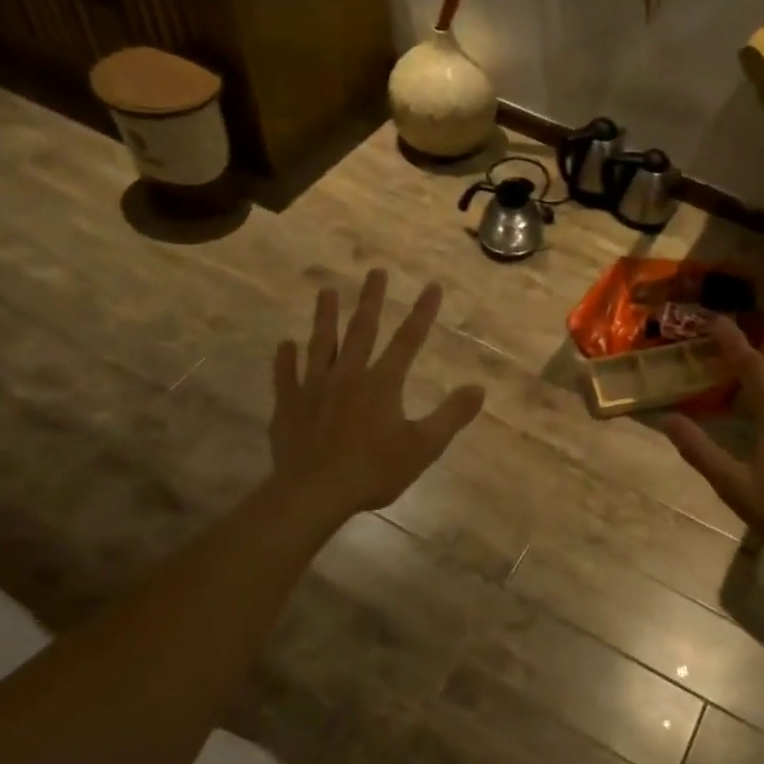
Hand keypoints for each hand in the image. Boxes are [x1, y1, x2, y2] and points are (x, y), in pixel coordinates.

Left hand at [270, 270, 484, 518]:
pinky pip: (286, 376)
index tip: (432, 285)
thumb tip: (478, 388)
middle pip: (362, 330)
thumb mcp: (424, 446)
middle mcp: (348, 375)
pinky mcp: (289, 406)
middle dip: (372, 300)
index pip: (408, 340)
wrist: (315, 492)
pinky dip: (286, 359)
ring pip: (321, 344)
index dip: (423, 312)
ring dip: (325, 317)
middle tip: (375, 271)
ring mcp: (314, 388)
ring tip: (326, 291)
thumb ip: (451, 415)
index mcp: (383, 382)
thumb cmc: (374, 470)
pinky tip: (285, 344)